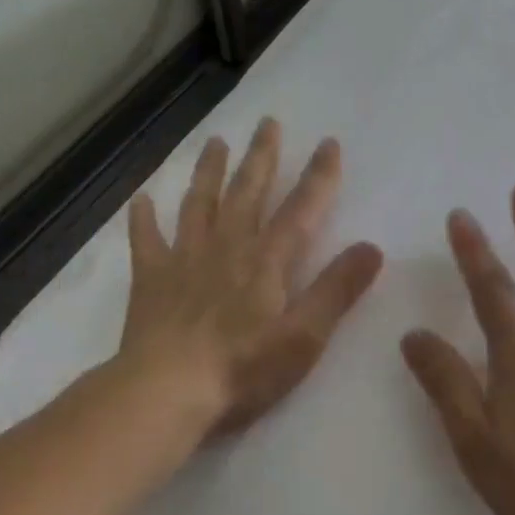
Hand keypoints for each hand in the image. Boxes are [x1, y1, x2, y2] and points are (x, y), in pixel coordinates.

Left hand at [121, 118, 383, 436]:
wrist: (166, 392)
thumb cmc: (243, 369)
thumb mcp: (304, 336)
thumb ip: (337, 290)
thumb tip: (372, 247)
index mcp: (267, 262)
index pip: (300, 210)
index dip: (318, 177)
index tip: (329, 143)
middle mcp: (227, 249)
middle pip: (247, 193)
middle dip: (261, 157)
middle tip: (267, 122)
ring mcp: (184, 261)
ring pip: (199, 205)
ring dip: (209, 172)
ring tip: (215, 143)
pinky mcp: (151, 281)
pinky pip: (146, 241)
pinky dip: (144, 219)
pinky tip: (142, 200)